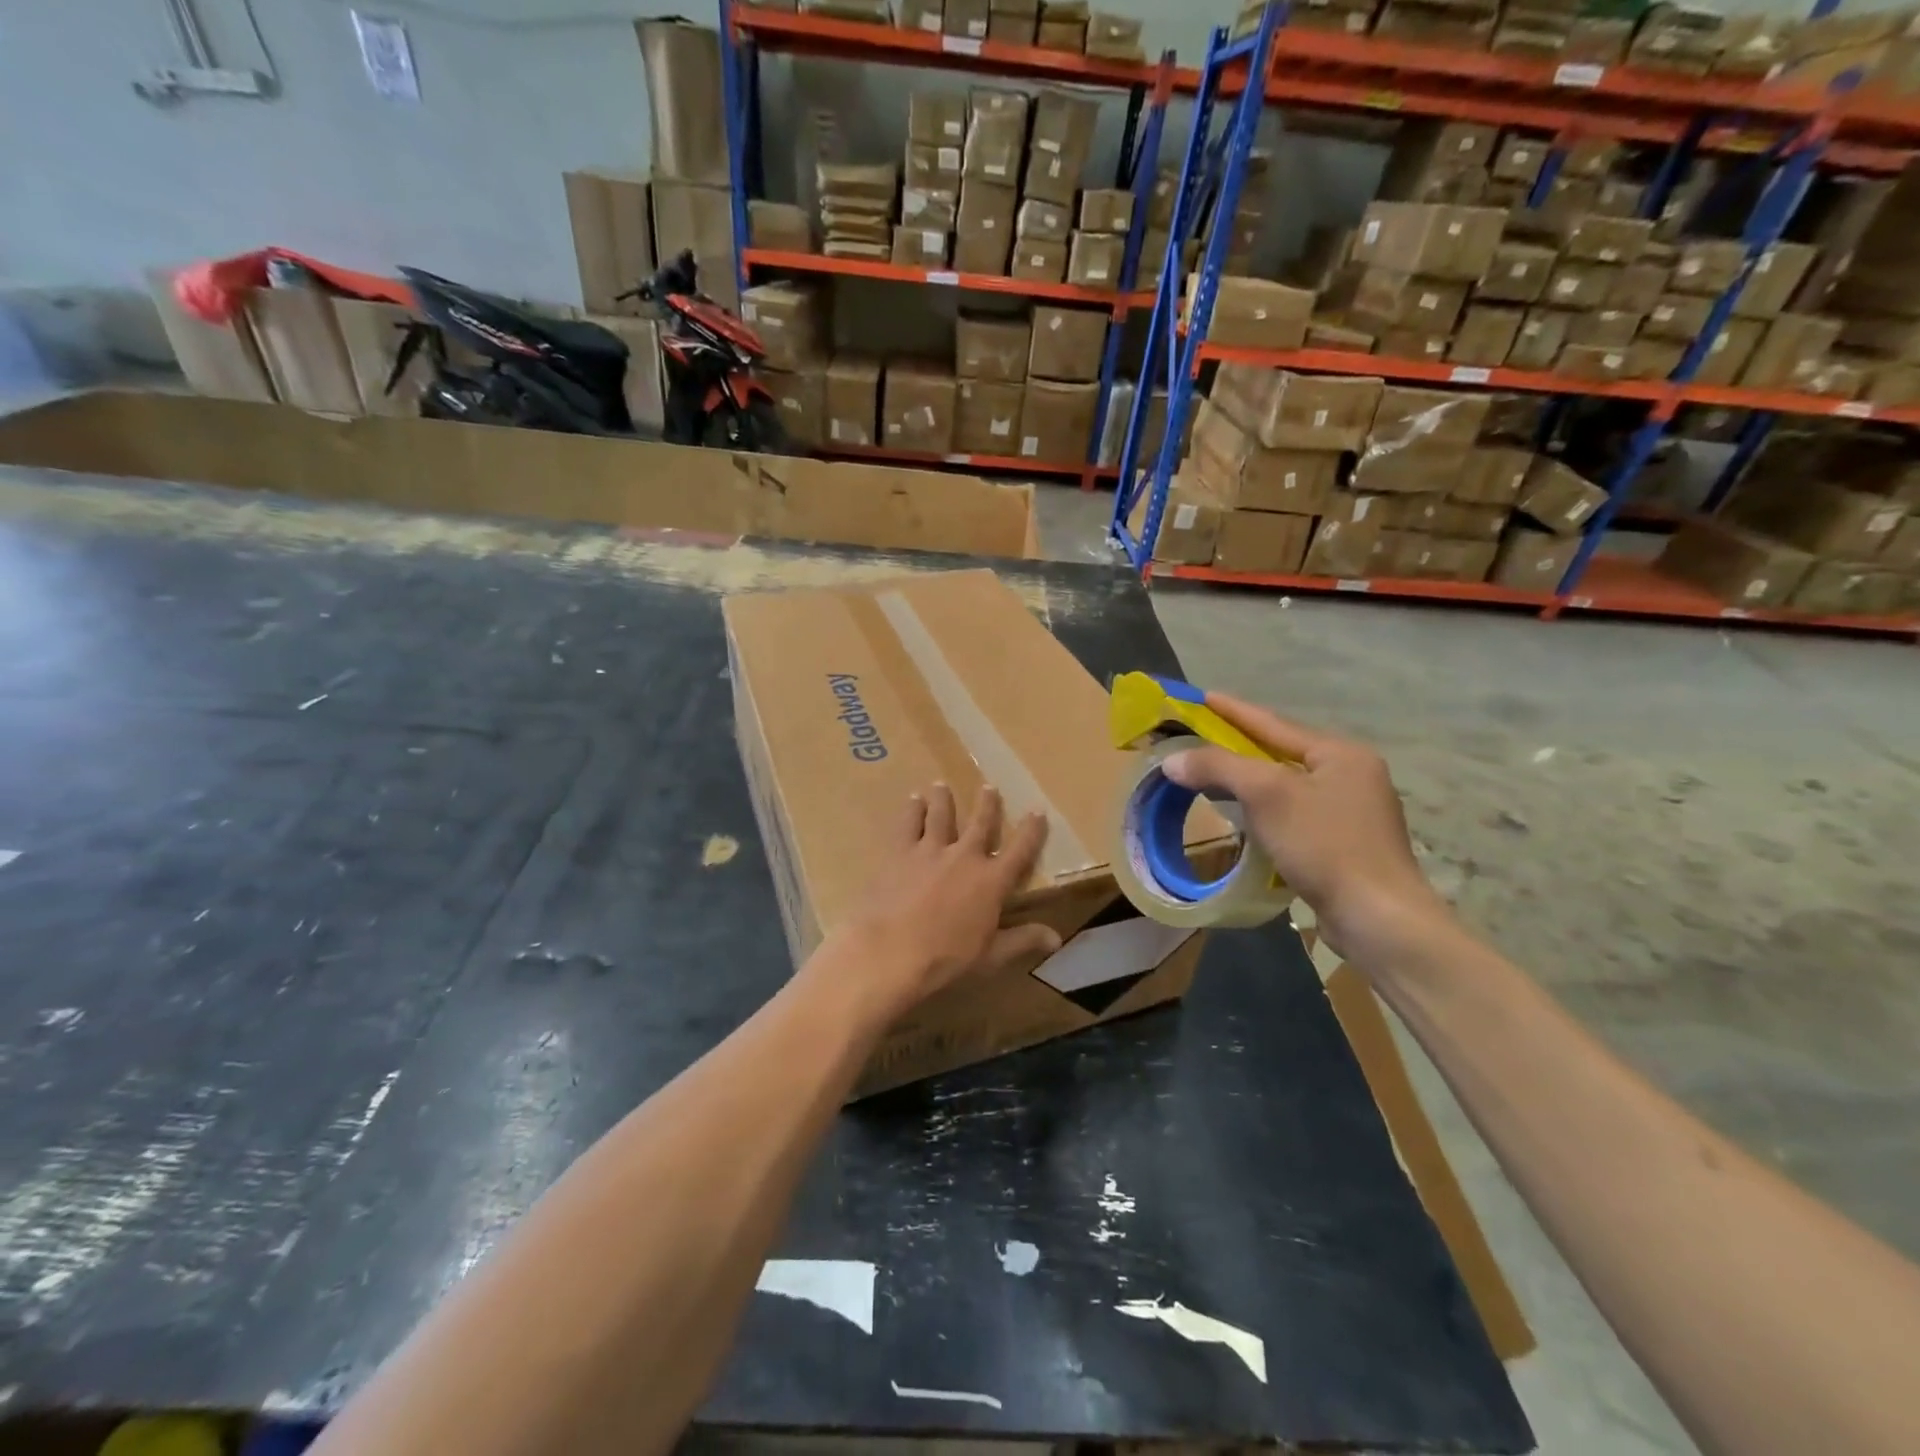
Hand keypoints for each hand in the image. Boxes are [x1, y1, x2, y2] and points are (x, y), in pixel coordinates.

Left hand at [816, 783, 1061, 1020]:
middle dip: (987, 804)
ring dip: (943, 799)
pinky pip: (908, 824)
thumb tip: (1056, 938)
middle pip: (980, 823)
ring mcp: (930, 850)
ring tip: (940, 785)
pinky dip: (912, 810)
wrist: (890, 951)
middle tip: (989, 787)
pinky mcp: (899, 852)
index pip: (1020, 850)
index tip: (1037, 811)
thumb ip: (1023, 940)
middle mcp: (964, 857)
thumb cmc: (946, 959)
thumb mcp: (991, 956)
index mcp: (991, 881)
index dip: (1032, 830)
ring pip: (940, 815)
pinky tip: (912, 801)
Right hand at [1160, 694, 1450, 968]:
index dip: (1233, 710)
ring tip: (1213, 774)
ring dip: (1249, 779)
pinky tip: (1245, 817)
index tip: (1201, 696)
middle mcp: (1351, 775)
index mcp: (1340, 754)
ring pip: (1287, 785)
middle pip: (1281, 752)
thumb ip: (1218, 768)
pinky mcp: (1345, 845)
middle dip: (1239, 745)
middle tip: (1199, 736)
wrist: (1378, 918)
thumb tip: (1172, 760)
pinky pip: (1294, 813)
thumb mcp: (1267, 796)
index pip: (1273, 723)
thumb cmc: (1324, 845)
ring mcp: (1352, 812)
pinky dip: (1264, 809)